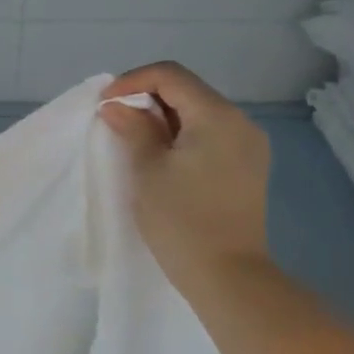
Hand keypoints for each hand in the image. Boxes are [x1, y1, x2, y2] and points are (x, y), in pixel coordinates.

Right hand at [100, 61, 273, 302]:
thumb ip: (133, 128)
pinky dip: (182, 133)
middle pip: (188, 90)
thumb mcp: (148, 169)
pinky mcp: (248, 166)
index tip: (105, 103)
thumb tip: (117, 107)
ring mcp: (249, 145)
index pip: (171, 76)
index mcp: (217, 116)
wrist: (229, 278)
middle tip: (115, 118)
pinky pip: (210, 133)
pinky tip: (162, 153)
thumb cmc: (182, 221)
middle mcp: (240, 122)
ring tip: (133, 135)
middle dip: (147, 97)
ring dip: (163, 116)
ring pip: (199, 111)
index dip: (132, 81)